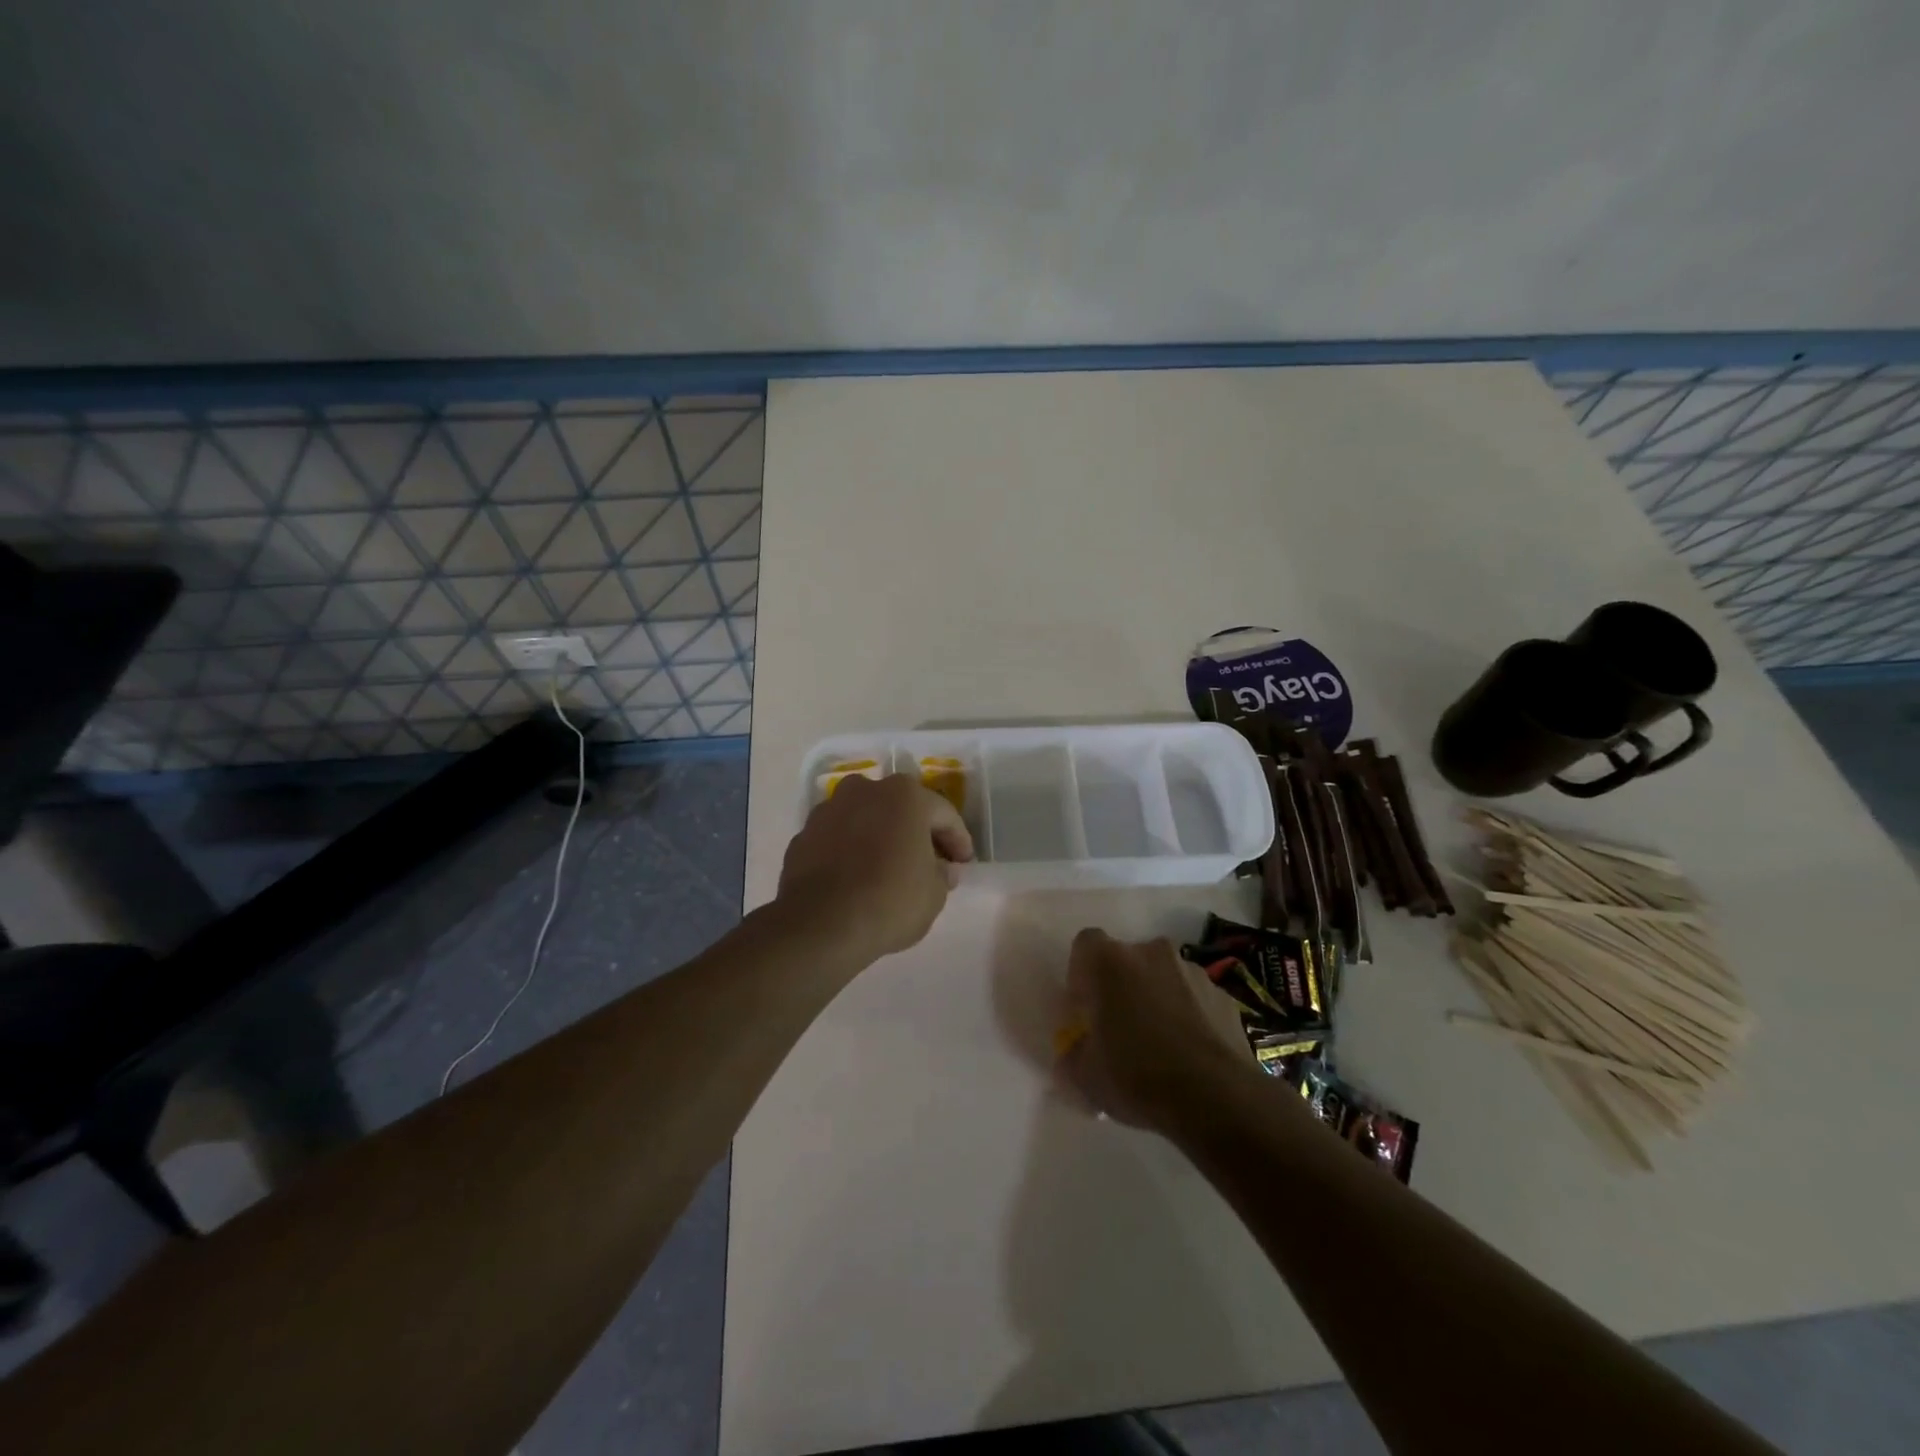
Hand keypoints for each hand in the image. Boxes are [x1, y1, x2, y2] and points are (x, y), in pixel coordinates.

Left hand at [774, 773, 974, 966]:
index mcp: (905, 795)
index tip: (963, 864)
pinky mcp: (804, 835)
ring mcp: (829, 810)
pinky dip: (850, 851)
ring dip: (880, 837)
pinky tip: (857, 878)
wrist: (821, 924)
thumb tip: (941, 868)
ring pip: (865, 819)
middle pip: (901, 808)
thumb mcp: (934, 894)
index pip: (943, 814)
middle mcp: (865, 790)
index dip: (958, 840)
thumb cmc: (891, 900)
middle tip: (929, 862)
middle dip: (916, 832)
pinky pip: (838, 838)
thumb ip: (942, 874)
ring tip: (889, 868)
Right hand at [1059, 929, 1253, 1131]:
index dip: (1082, 973)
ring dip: (1156, 998)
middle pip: (1126, 960)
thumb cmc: (1137, 1076)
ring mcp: (1192, 971)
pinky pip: (1193, 998)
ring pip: (1162, 976)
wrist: (1216, 1099)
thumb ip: (1073, 1053)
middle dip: (1121, 987)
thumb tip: (1076, 1050)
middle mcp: (1150, 952)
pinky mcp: (1223, 995)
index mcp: (1109, 962)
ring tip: (1159, 1045)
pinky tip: (1188, 1054)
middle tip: (1120, 1028)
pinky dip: (1187, 1015)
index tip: (1085, 1007)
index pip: (1086, 944)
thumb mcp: (1085, 1076)